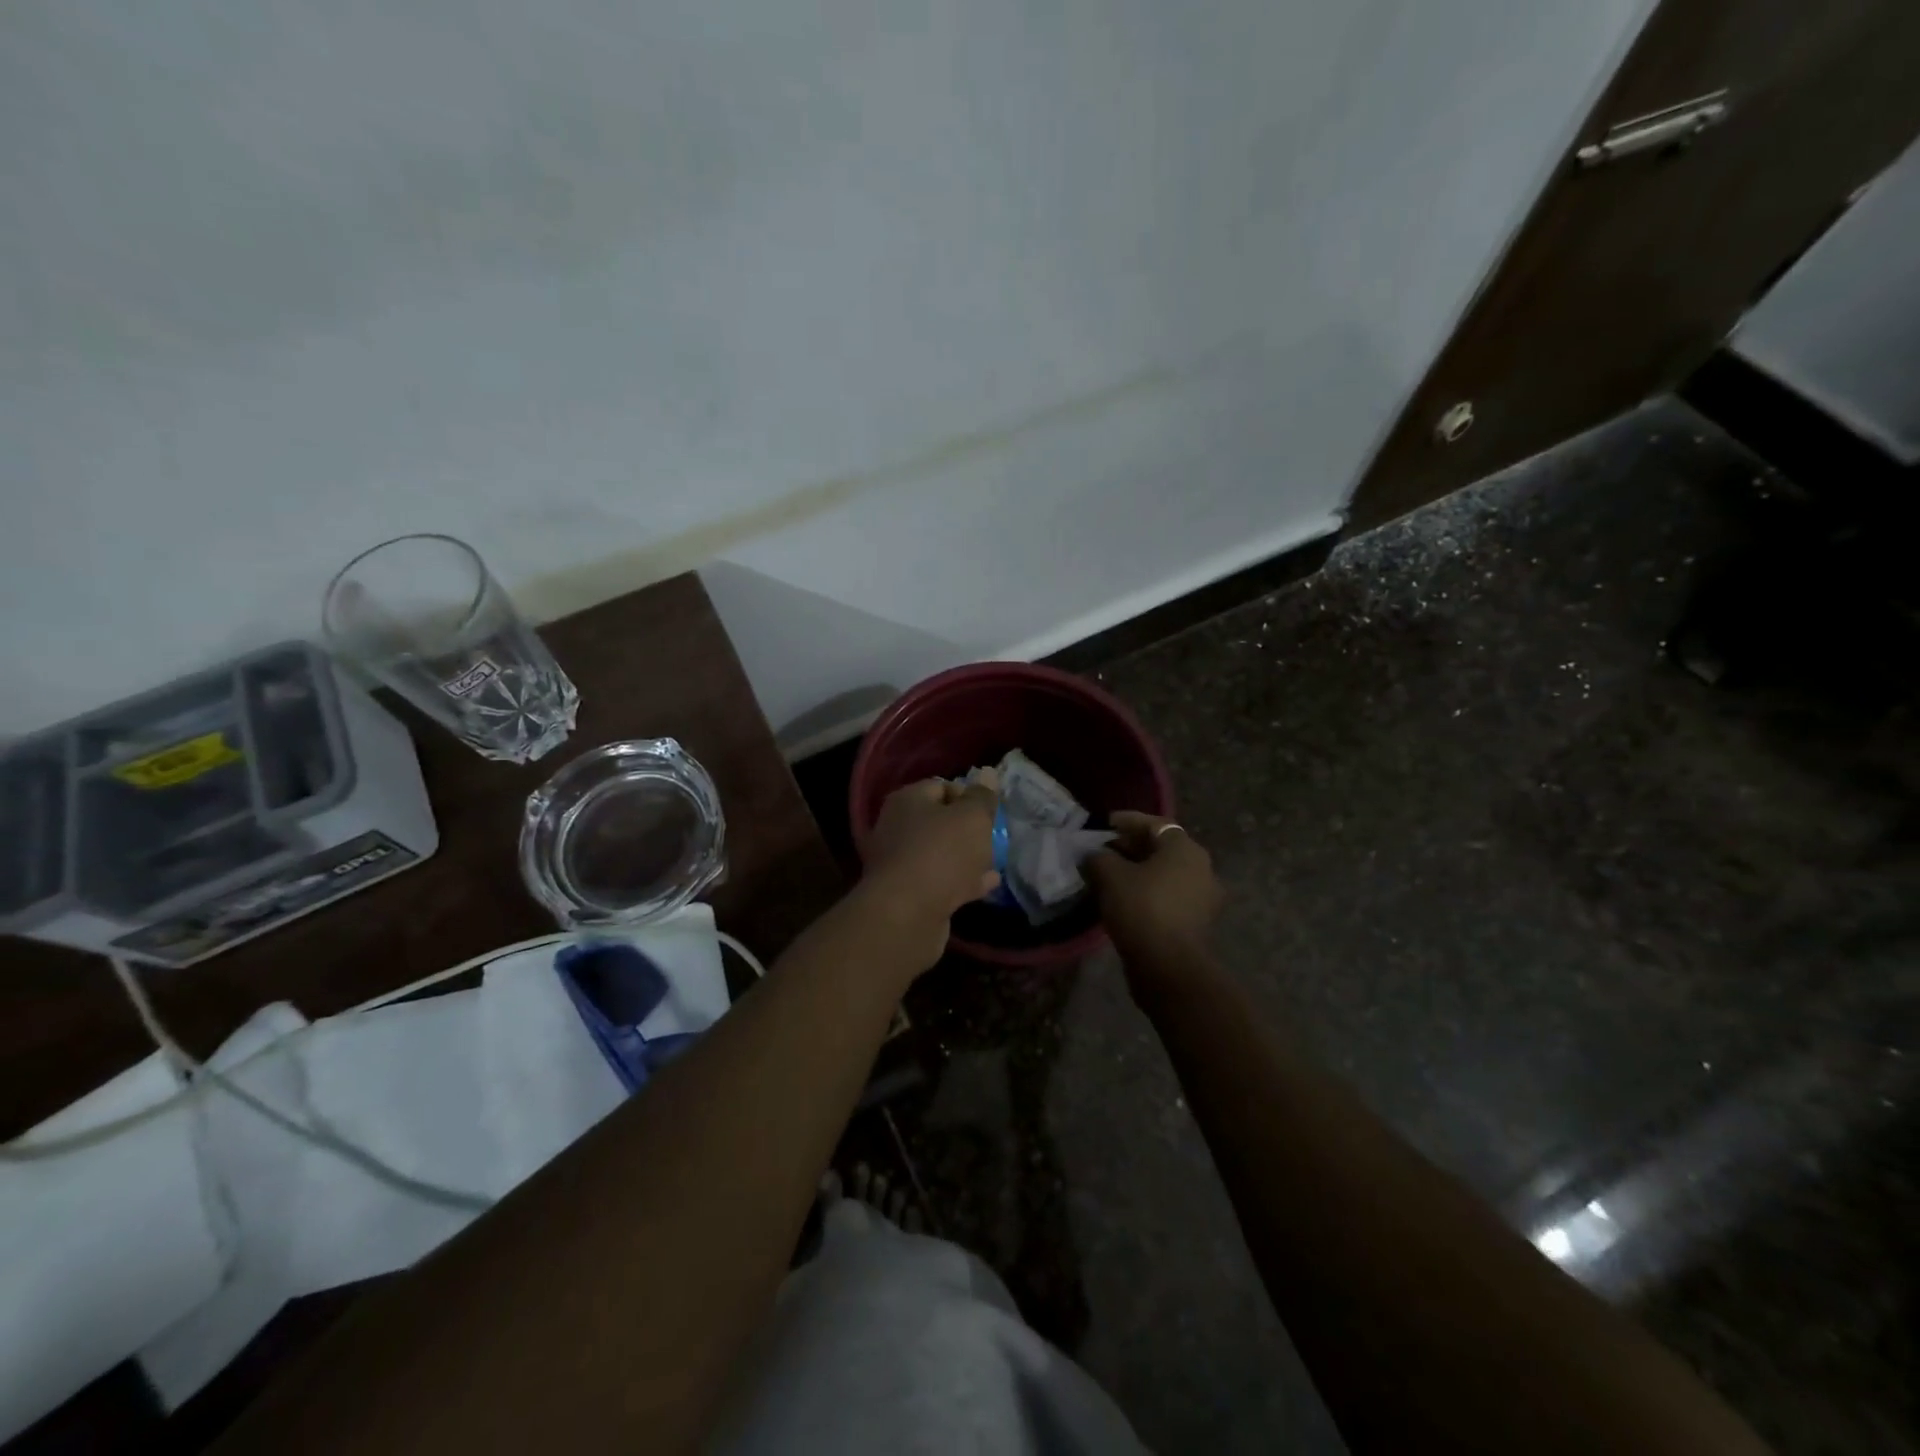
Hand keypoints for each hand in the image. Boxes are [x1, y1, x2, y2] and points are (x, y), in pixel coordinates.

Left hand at [857, 777, 1001, 965]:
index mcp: (907, 800)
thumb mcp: (972, 817)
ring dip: (966, 857)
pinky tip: (986, 885)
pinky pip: (940, 881)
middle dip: (968, 829)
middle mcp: (897, 827)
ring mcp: (900, 863)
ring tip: (994, 861)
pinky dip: (962, 881)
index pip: (940, 786)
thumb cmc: (942, 853)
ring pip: (940, 853)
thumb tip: (987, 774)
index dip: (968, 795)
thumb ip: (982, 797)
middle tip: (992, 837)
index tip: (989, 812)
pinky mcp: (907, 894)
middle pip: (939, 821)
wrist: (907, 914)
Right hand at [1087, 812, 1221, 965]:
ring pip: (1166, 874)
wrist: (1168, 966)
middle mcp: (1202, 868)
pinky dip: (1148, 892)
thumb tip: (1094, 855)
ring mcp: (1203, 897)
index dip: (1128, 821)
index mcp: (1186, 849)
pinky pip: (1169, 896)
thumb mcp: (1110, 875)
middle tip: (1104, 850)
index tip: (1106, 823)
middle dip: (1132, 847)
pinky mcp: (1197, 922)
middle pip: (1162, 849)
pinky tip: (1125, 899)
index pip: (1155, 824)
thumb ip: (1099, 857)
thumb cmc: (1141, 908)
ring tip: (1110, 875)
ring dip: (1140, 871)